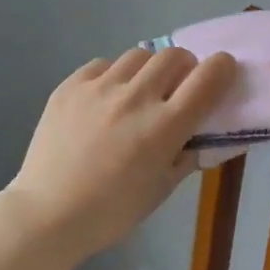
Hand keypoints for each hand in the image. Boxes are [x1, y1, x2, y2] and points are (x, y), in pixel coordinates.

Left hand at [8, 47, 237, 258]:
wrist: (47, 215)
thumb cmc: (112, 212)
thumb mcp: (162, 189)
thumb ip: (188, 155)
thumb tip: (205, 134)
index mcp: (164, 127)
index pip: (208, 77)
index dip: (222, 68)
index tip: (221, 74)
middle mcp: (136, 98)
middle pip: (175, 55)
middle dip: (185, 67)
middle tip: (177, 88)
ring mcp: (100, 88)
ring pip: (139, 54)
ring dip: (149, 69)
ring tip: (138, 92)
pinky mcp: (71, 85)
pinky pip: (103, 65)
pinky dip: (113, 76)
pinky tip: (105, 99)